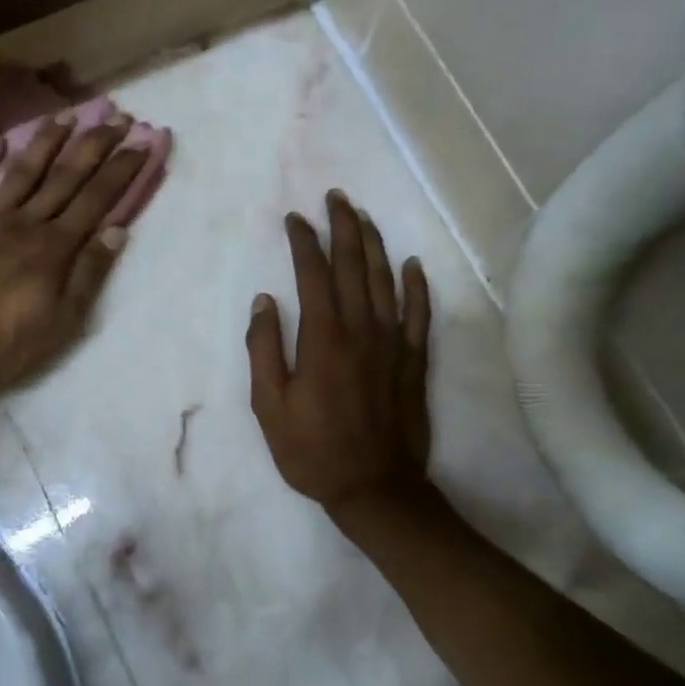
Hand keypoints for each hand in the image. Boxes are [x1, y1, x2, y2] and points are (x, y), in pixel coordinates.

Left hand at [0, 110, 146, 387]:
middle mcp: (26, 223)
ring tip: (66, 116)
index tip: (140, 143)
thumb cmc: (6, 342)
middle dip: (93, 146)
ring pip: (22, 172)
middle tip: (115, 118)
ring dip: (46, 143)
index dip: (120, 171)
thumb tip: (116, 231)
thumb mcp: (62, 321)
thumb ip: (88, 274)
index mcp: (54, 247)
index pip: (95, 201)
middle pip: (65, 177)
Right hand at [247, 191, 433, 517]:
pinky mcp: (414, 361)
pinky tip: (413, 264)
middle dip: (343, 227)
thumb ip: (265, 349)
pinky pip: (420, 314)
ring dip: (375, 245)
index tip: (296, 219)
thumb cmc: (312, 450)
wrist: (374, 487)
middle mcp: (361, 330)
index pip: (313, 275)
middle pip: (354, 266)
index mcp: (323, 338)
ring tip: (364, 218)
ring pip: (386, 281)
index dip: (305, 242)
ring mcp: (393, 343)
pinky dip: (417, 286)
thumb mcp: (269, 406)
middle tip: (336, 199)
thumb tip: (264, 301)